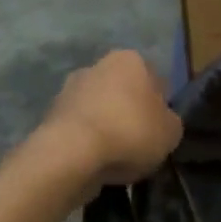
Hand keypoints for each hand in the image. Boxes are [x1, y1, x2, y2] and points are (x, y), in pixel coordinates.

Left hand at [41, 51, 182, 188]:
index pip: (154, 79)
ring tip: (116, 157)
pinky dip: (87, 141)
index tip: (160, 128)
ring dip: (107, 126)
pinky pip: (79, 128)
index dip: (160, 105)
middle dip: (130, 112)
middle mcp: (97, 65)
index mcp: (130, 59)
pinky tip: (94, 162)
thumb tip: (162, 122)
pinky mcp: (50, 115)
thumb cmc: (129, 132)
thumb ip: (170, 122)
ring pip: (99, 109)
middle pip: (123, 91)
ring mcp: (69, 89)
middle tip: (139, 143)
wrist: (70, 156)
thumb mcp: (171, 132)